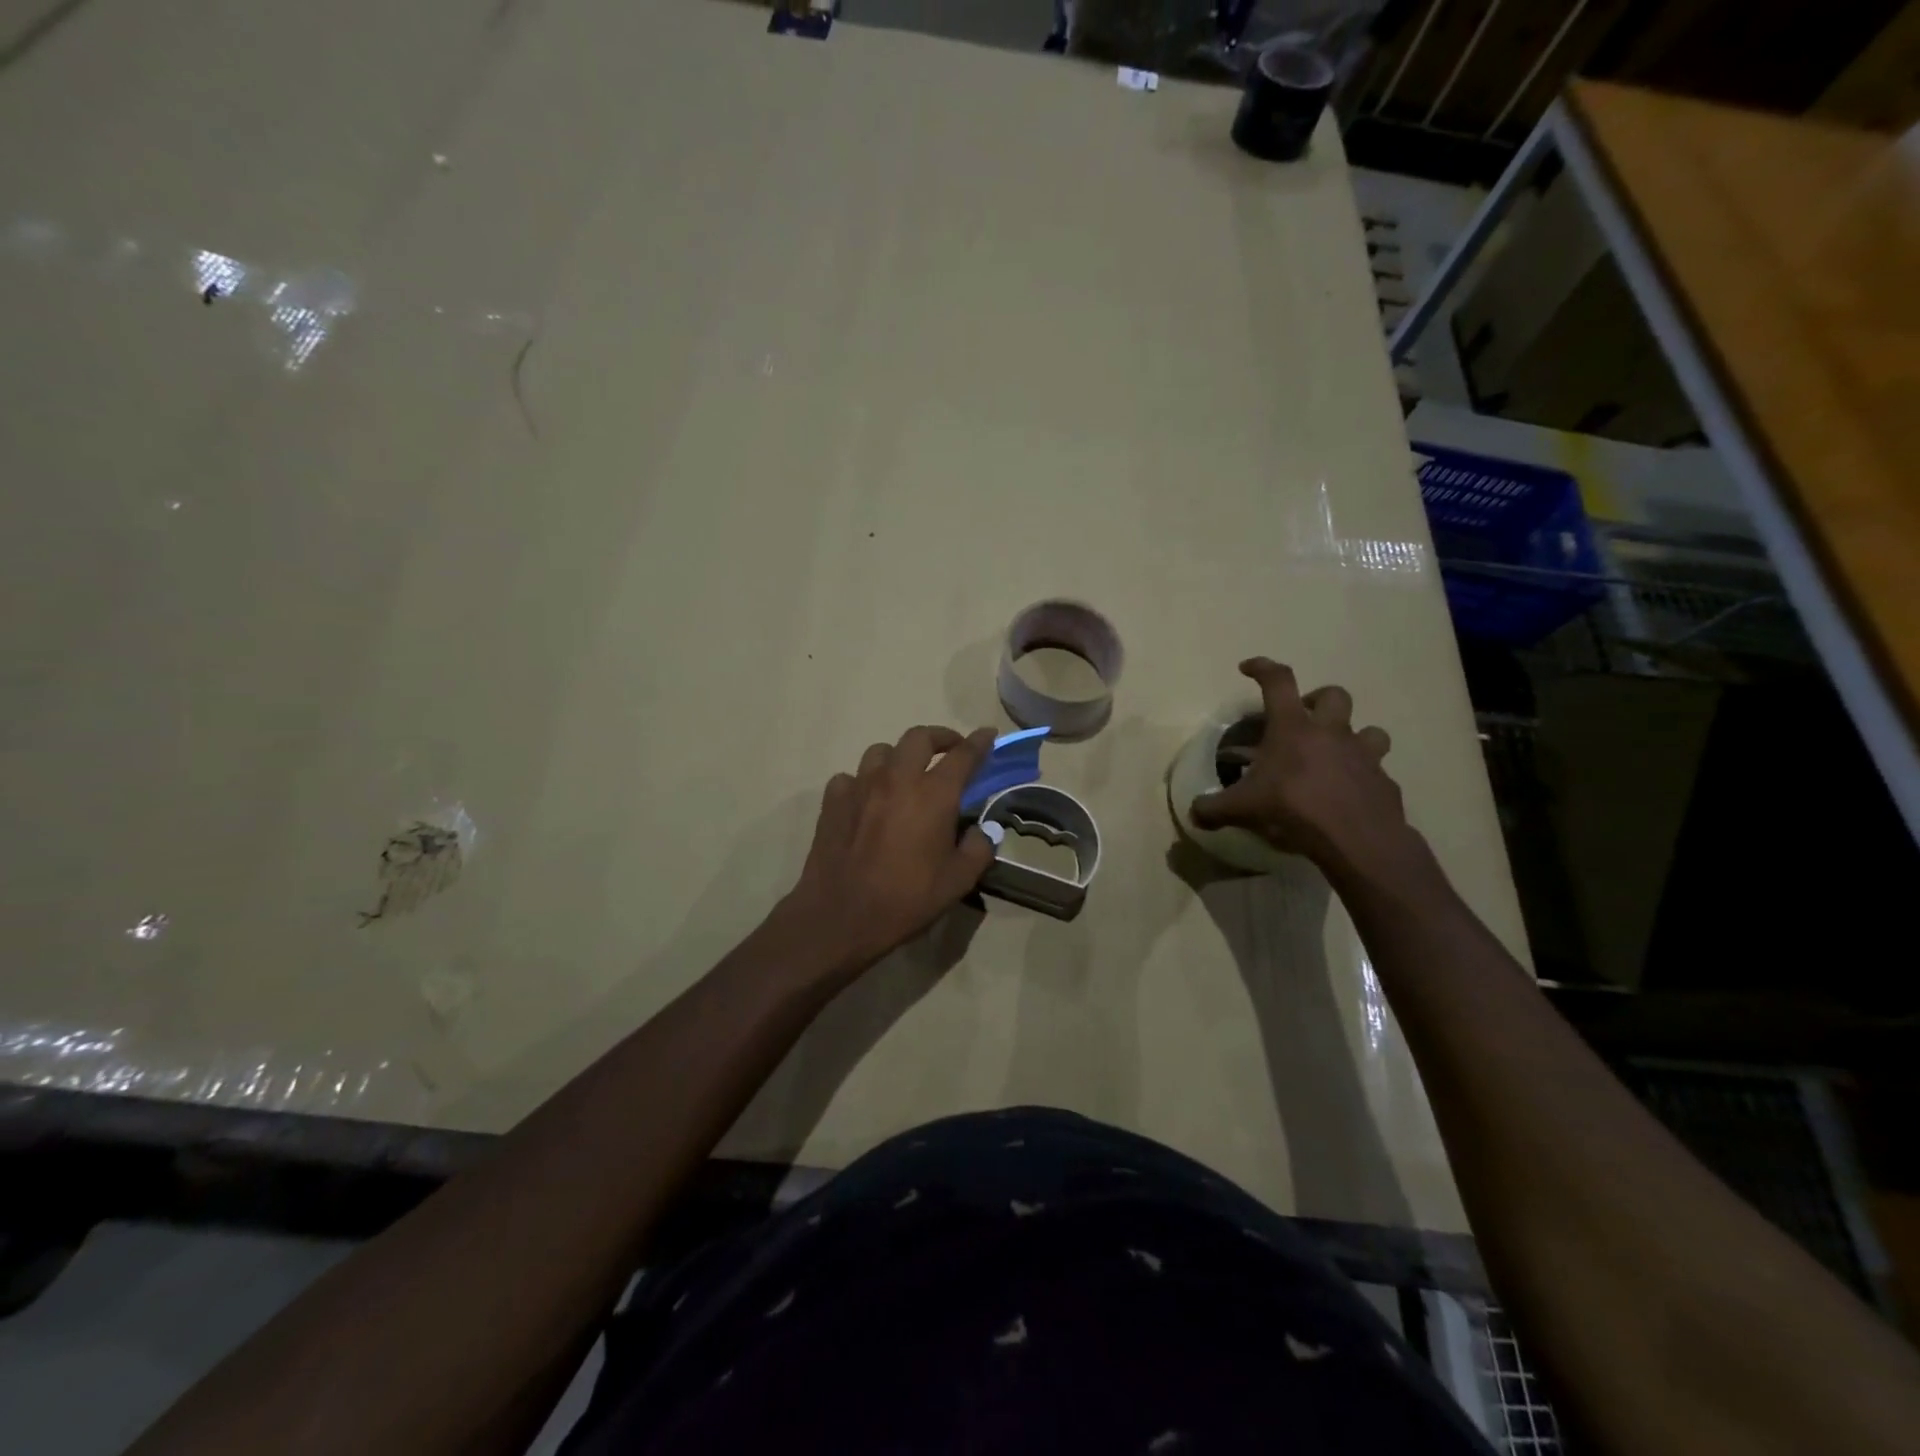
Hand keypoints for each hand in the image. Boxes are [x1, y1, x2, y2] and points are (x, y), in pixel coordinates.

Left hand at [781, 724, 997, 977]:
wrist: (840, 916)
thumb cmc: (906, 900)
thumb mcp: (958, 882)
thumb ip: (978, 850)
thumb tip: (981, 832)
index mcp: (933, 795)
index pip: (963, 756)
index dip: (979, 742)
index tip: (988, 734)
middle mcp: (897, 779)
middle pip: (918, 737)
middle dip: (939, 738)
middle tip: (949, 752)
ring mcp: (860, 787)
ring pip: (881, 752)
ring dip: (899, 757)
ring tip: (906, 775)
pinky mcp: (833, 801)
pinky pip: (851, 777)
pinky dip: (864, 782)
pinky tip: (867, 801)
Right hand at [1189, 658, 1411, 878]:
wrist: (1357, 840)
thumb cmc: (1293, 810)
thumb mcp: (1241, 809)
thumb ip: (1213, 808)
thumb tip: (1194, 812)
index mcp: (1293, 728)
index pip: (1278, 682)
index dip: (1262, 668)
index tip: (1248, 668)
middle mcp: (1332, 733)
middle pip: (1334, 695)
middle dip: (1318, 700)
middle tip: (1303, 720)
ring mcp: (1363, 756)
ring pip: (1369, 730)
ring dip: (1353, 736)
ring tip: (1336, 756)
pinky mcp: (1384, 783)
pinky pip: (1376, 773)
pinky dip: (1363, 779)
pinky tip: (1348, 797)